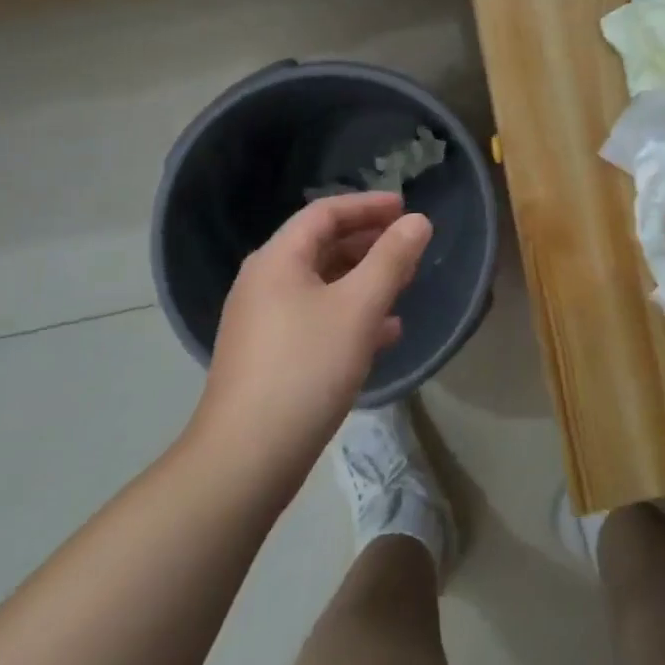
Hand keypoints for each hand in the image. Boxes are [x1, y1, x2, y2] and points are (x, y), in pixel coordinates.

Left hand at [193, 193, 430, 499]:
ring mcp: (263, 322)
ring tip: (403, 286)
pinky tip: (383, 334)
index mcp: (278, 259)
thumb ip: (391, 259)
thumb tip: (418, 221)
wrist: (246, 458)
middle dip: (368, 243)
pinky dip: (349, 315)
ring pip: (321, 285)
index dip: (367, 206)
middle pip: (321, 246)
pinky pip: (315, 318)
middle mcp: (264, 282)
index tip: (405, 207)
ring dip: (363, 280)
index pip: (325, 212)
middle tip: (408, 247)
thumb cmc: (306, 367)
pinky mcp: (269, 356)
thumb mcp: (359, 308)